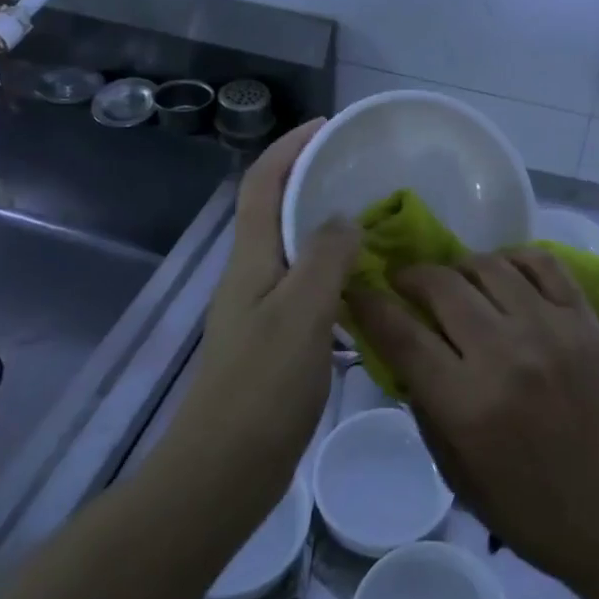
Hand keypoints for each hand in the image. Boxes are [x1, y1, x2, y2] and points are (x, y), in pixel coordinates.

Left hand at [167, 121, 358, 496]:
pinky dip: (335, 271)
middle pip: (276, 210)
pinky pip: (308, 286)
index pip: (262, 184)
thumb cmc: (262, 388)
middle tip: (361, 172)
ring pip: (295, 249)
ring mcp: (261, 309)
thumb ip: (327, 257)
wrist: (224, 472)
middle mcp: (251, 275)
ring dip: (326, 226)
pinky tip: (367, 286)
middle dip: (311, 179)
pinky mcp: (275, 340)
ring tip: (373, 221)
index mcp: (251, 260)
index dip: (289, 148)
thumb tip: (347, 218)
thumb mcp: (302, 313)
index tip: (328, 126)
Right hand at [349, 251, 598, 598]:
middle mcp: (506, 355)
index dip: (369, 304)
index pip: (401, 333)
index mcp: (467, 404)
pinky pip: (542, 262)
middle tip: (403, 283)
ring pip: (488, 265)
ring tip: (454, 281)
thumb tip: (398, 346)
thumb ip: (422, 401)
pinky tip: (501, 273)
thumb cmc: (526, 505)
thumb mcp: (454, 469)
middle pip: (442, 286)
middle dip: (410, 276)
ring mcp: (551, 330)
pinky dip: (513, 258)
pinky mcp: (584, 319)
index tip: (356, 290)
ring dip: (458, 266)